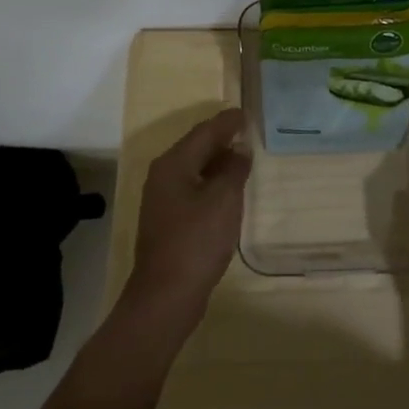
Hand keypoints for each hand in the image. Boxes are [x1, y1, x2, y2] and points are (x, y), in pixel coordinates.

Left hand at [121, 108, 251, 334]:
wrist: (166, 296)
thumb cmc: (196, 241)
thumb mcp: (223, 200)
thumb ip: (233, 169)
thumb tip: (239, 149)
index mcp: (173, 164)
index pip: (203, 132)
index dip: (226, 121)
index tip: (245, 113)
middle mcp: (163, 176)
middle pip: (195, 147)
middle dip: (220, 138)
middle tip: (245, 130)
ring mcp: (162, 200)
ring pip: (193, 168)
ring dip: (216, 160)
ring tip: (241, 155)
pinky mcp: (168, 221)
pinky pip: (192, 188)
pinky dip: (211, 181)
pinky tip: (227, 189)